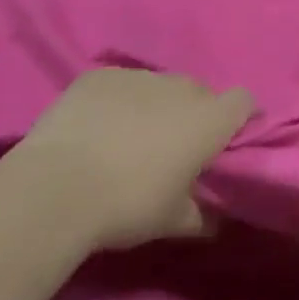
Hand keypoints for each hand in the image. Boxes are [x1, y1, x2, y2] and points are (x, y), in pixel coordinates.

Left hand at [5, 68, 253, 249]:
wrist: (54, 191)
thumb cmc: (127, 206)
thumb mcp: (172, 222)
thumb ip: (202, 216)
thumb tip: (218, 222)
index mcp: (210, 119)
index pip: (244, 101)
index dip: (241, 116)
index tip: (228, 138)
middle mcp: (182, 88)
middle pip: (200, 92)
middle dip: (193, 113)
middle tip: (171, 146)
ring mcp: (140, 77)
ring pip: (159, 86)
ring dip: (154, 105)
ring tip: (127, 138)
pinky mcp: (100, 77)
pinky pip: (119, 85)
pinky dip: (115, 102)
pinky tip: (95, 127)